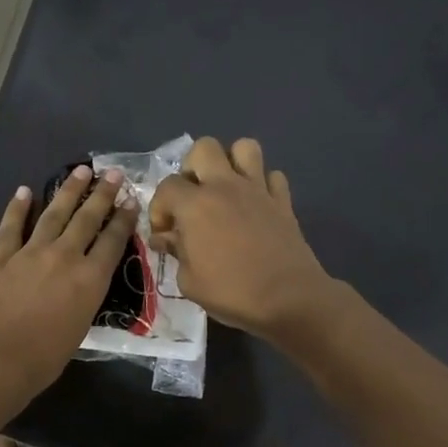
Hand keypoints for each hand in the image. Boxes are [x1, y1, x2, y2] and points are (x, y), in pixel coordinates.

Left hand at [0, 166, 138, 401]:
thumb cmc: (43, 358)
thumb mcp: (79, 329)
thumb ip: (83, 301)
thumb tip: (80, 288)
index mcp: (90, 280)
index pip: (113, 241)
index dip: (124, 219)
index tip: (131, 200)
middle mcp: (65, 257)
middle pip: (87, 219)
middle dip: (102, 195)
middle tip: (113, 174)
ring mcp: (30, 253)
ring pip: (53, 214)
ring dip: (68, 191)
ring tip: (80, 171)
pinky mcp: (0, 257)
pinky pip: (11, 228)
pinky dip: (17, 208)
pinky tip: (24, 191)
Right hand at [148, 137, 335, 341]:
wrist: (288, 298)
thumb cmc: (231, 292)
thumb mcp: (189, 281)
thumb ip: (176, 252)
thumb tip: (166, 238)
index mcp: (196, 205)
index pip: (167, 186)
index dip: (160, 208)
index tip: (165, 233)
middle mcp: (225, 186)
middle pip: (204, 148)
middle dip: (193, 168)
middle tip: (194, 198)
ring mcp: (258, 190)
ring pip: (244, 147)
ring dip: (231, 163)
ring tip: (226, 190)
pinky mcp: (283, 201)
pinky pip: (272, 176)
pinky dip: (262, 185)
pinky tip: (256, 205)